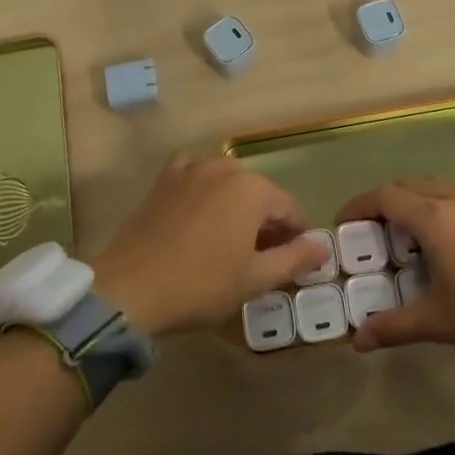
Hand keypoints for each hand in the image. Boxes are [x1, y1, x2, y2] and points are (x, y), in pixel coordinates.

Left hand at [90, 155, 330, 338]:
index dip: (297, 236)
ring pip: (227, 185)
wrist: (131, 287)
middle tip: (262, 258)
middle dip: (265, 222)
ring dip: (235, 208)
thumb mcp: (254, 278)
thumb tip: (322, 247)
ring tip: (230, 242)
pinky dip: (203, 191)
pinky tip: (198, 214)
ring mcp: (191, 168)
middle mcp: (225, 167)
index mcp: (253, 189)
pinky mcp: (164, 178)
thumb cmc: (200, 284)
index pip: (289, 209)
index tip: (295, 261)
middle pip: (258, 194)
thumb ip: (293, 258)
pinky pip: (194, 176)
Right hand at [335, 177, 454, 367]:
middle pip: (408, 185)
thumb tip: (357, 341)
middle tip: (370, 229)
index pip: (386, 197)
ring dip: (412, 198)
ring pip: (434, 185)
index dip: (359, 205)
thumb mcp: (439, 323)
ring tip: (403, 229)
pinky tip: (441, 231)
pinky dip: (437, 201)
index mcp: (435, 219)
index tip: (344, 222)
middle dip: (384, 202)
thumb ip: (394, 326)